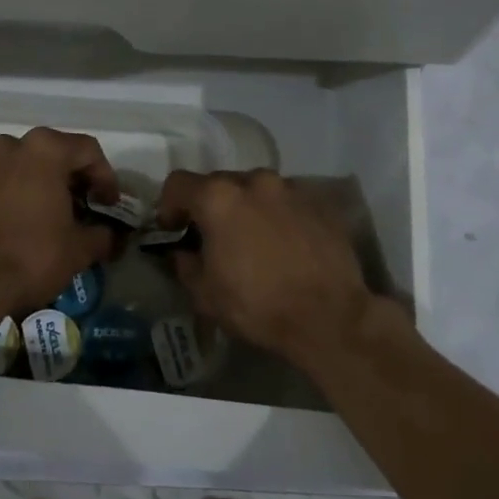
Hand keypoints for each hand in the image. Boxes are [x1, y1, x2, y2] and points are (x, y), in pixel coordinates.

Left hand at [0, 127, 121, 317]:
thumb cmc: (31, 256)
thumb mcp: (79, 249)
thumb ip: (102, 235)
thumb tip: (108, 236)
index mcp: (45, 149)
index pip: (88, 151)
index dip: (106, 178)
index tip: (109, 207)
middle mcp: (12, 147)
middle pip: (55, 154)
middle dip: (74, 180)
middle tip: (85, 211)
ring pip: (25, 167)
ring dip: (44, 186)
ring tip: (54, 219)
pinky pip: (2, 183)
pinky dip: (18, 196)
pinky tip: (24, 226)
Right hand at [155, 169, 374, 366]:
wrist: (330, 317)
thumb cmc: (258, 305)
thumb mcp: (205, 295)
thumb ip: (185, 265)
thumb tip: (183, 253)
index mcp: (219, 198)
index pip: (178, 184)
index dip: (169, 206)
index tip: (174, 230)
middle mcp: (254, 182)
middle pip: (219, 183)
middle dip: (210, 207)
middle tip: (214, 238)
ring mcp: (291, 189)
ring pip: (256, 190)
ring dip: (247, 208)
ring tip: (254, 241)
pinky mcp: (320, 203)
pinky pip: (287, 202)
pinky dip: (278, 216)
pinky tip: (285, 246)